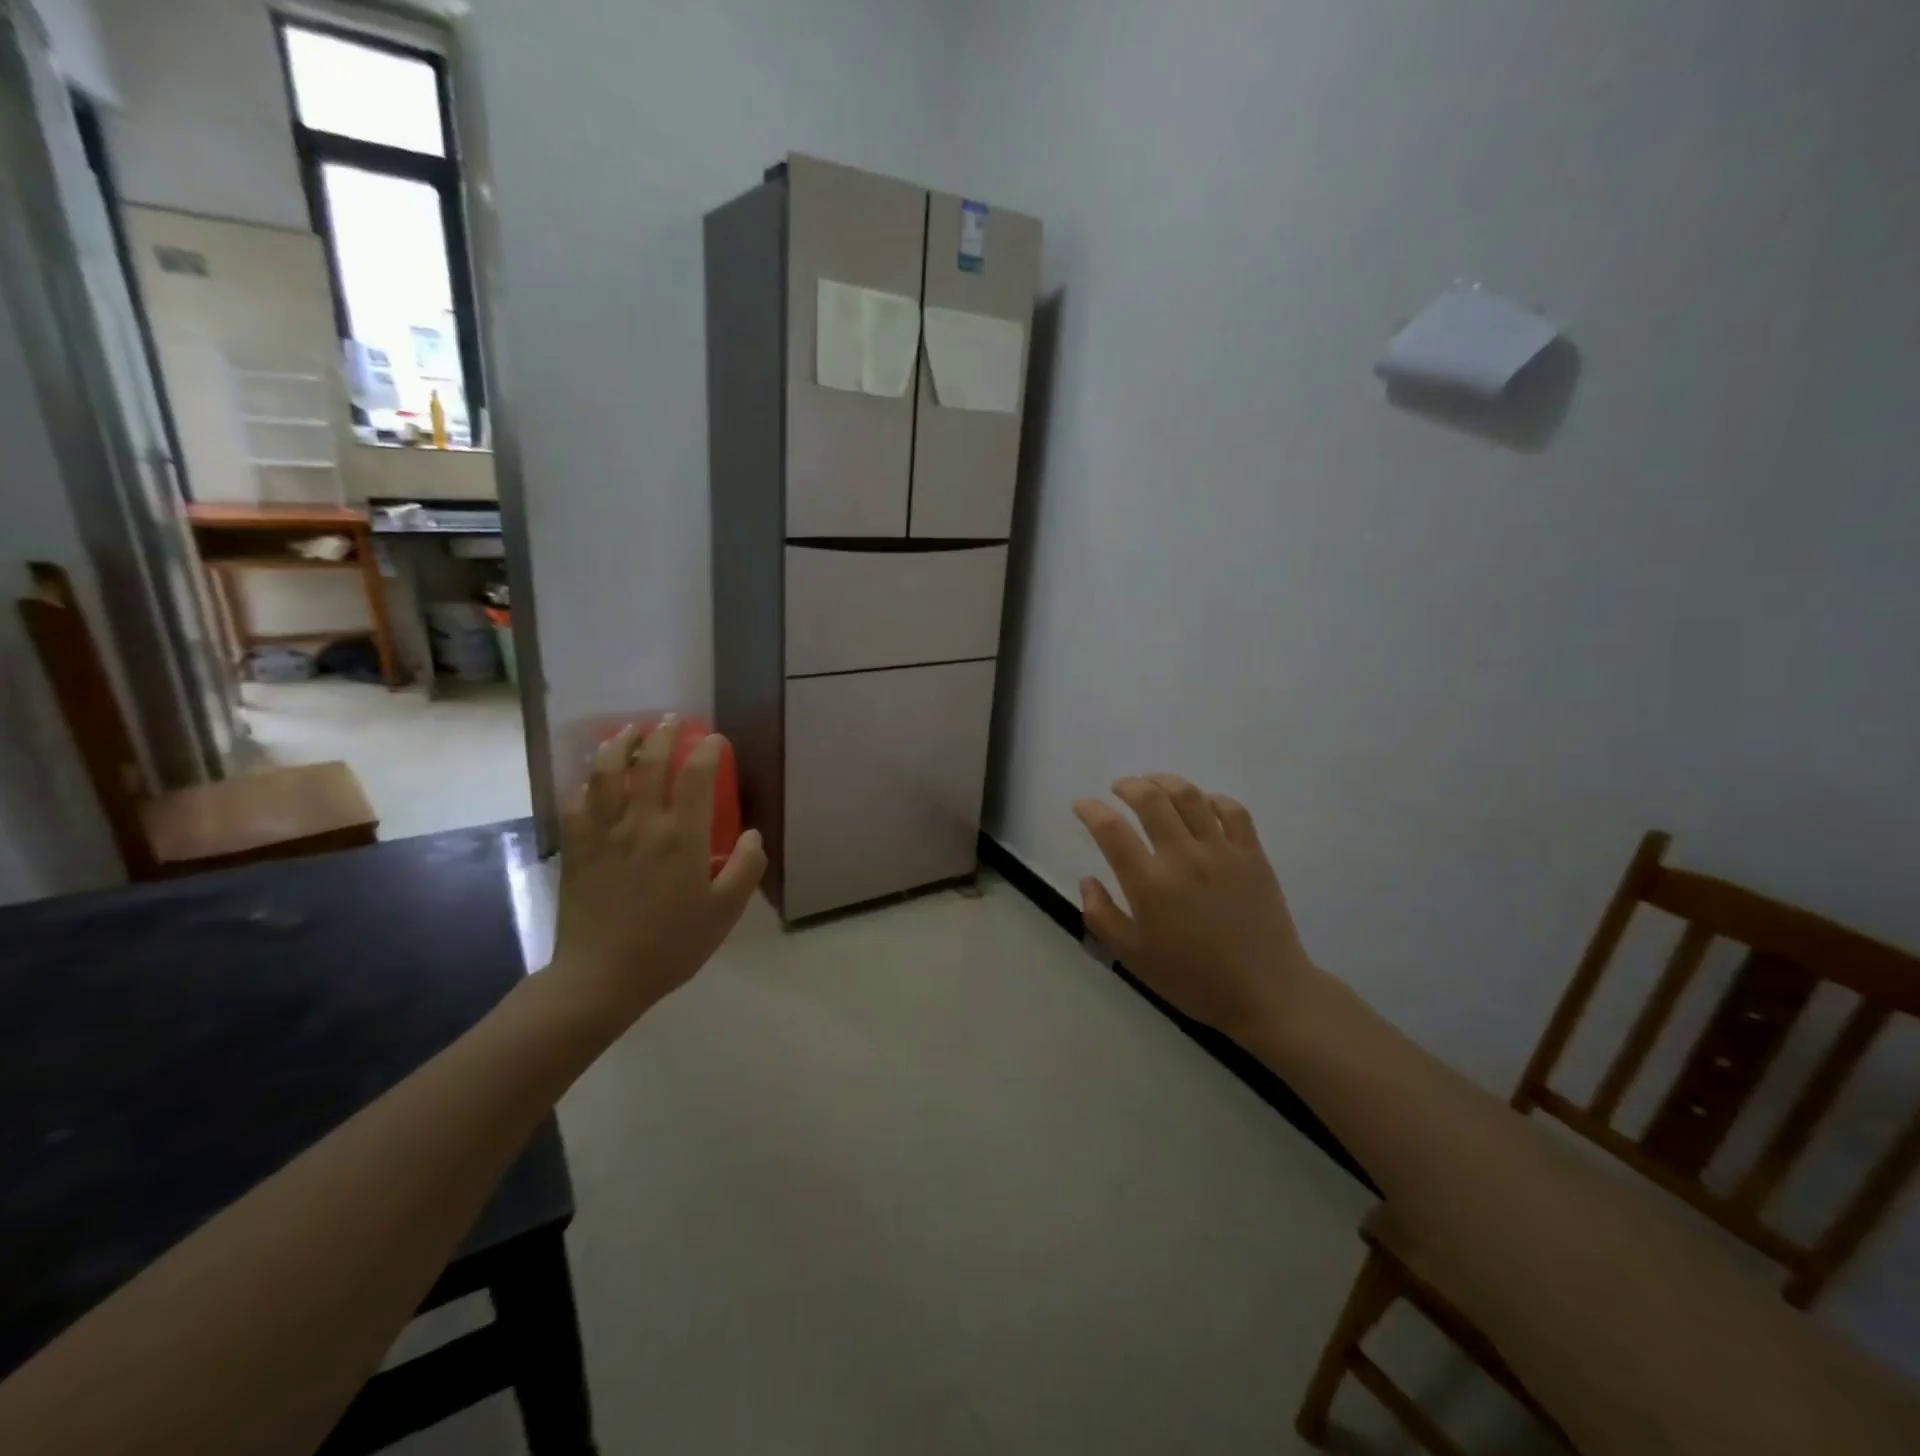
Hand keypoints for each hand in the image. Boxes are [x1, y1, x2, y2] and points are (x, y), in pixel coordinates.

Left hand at [547, 716, 765, 1029]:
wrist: (601, 977)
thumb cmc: (671, 945)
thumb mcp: (724, 912)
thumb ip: (745, 868)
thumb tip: (755, 835)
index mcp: (682, 836)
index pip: (696, 775)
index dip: (707, 749)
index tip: (715, 740)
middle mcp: (642, 823)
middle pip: (650, 762)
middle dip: (663, 734)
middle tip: (673, 721)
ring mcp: (604, 833)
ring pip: (606, 772)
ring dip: (619, 744)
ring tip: (629, 731)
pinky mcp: (577, 848)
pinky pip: (577, 802)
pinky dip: (586, 782)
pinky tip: (593, 778)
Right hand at [1074, 775, 1316, 1043]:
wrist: (1265, 992)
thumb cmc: (1193, 978)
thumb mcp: (1133, 957)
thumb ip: (1102, 916)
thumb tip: (1088, 880)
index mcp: (1149, 884)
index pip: (1111, 830)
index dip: (1090, 810)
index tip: (1082, 805)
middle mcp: (1183, 858)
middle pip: (1150, 799)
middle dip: (1128, 786)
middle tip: (1118, 788)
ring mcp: (1221, 852)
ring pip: (1189, 796)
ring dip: (1165, 781)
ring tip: (1153, 784)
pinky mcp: (1252, 854)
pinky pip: (1232, 810)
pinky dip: (1211, 798)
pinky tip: (1201, 804)